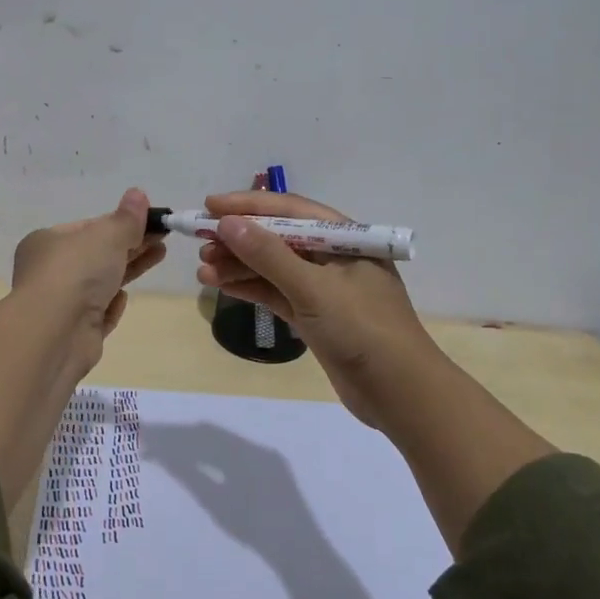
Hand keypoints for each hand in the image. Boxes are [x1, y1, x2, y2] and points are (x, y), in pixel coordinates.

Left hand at [11, 187, 166, 375]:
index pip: (88, 227)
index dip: (120, 223)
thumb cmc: (76, 272)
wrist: (56, 332)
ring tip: (160, 254)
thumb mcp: (106, 236)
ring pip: (101, 282)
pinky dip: (111, 304)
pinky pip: (98, 313)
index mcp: (47, 242)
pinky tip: (123, 298)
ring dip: (129, 268)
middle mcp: (50, 271)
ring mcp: (62, 304)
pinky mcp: (75, 332)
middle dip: (131, 244)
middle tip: (163, 236)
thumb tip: (138, 194)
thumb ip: (126, 218)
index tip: (150, 220)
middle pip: (97, 254)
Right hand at [195, 190, 442, 432]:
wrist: (400, 393)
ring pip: (273, 267)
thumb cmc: (362, 330)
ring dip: (238, 266)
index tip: (209, 206)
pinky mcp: (315, 316)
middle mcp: (333, 257)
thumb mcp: (313, 289)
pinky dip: (250, 288)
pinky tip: (220, 286)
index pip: (289, 210)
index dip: (248, 205)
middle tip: (200, 243)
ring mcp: (324, 288)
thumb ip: (269, 255)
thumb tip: (228, 223)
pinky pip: (276, 293)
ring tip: (203, 270)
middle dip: (238, 239)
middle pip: (278, 238)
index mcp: (344, 238)